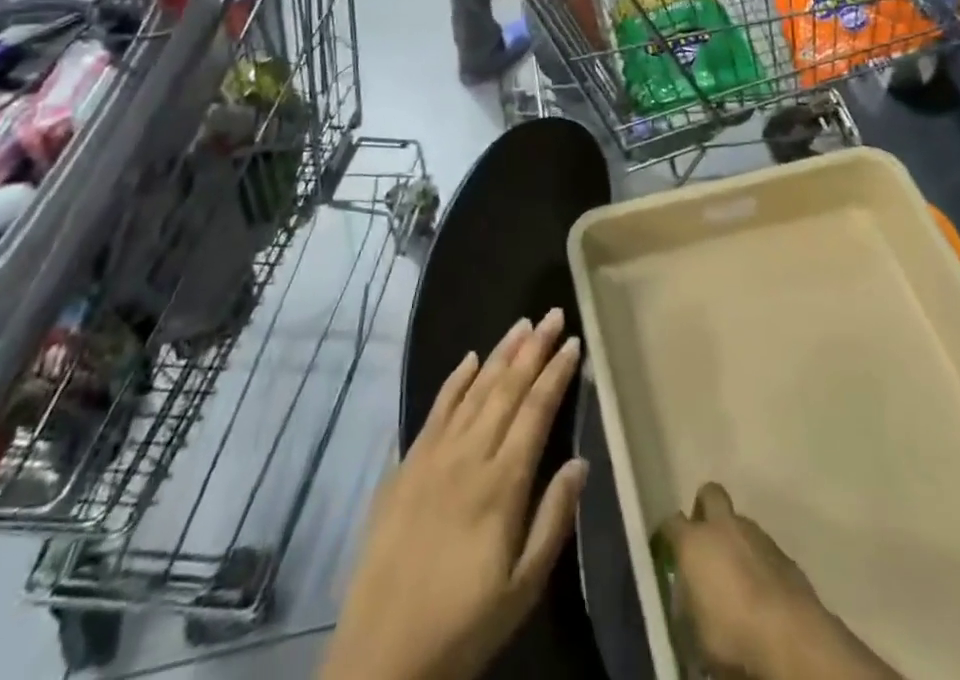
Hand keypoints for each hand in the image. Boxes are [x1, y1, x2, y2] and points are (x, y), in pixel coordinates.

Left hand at [319, 310, 587, 679]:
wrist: (380, 656)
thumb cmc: (462, 626)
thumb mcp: (522, 589)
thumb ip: (553, 520)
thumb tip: (580, 462)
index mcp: (502, 484)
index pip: (536, 412)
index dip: (556, 374)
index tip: (573, 343)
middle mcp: (470, 456)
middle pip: (507, 389)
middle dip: (534, 348)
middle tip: (553, 314)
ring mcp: (434, 456)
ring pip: (474, 390)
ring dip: (501, 354)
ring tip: (522, 324)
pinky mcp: (407, 464)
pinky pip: (436, 409)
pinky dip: (455, 380)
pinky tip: (470, 359)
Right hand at [656, 483, 826, 679]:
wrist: (789, 634)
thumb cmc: (731, 633)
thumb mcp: (695, 632)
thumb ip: (689, 606)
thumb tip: (689, 602)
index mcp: (694, 542)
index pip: (671, 523)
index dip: (668, 534)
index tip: (667, 549)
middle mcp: (723, 526)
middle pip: (710, 494)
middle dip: (704, 508)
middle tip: (704, 538)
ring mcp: (755, 534)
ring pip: (739, 522)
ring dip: (734, 539)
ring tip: (735, 574)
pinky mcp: (782, 551)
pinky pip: (761, 547)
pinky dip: (757, 560)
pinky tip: (760, 588)